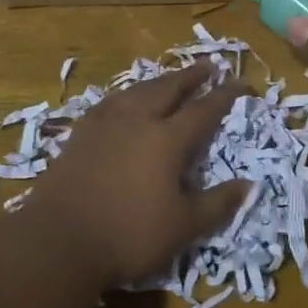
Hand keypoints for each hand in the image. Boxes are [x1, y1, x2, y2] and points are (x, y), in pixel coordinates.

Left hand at [24, 62, 248, 290]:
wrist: (58, 241)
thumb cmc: (128, 236)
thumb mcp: (183, 227)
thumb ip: (217, 204)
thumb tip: (249, 185)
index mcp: (167, 140)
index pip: (203, 110)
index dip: (224, 96)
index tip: (240, 83)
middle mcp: (137, 121)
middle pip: (168, 88)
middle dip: (191, 76)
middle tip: (208, 65)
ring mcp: (105, 125)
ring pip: (137, 90)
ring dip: (159, 81)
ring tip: (170, 78)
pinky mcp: (80, 134)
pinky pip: (110, 102)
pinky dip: (127, 95)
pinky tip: (124, 100)